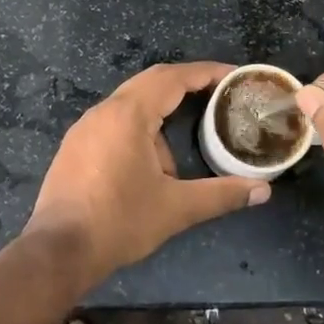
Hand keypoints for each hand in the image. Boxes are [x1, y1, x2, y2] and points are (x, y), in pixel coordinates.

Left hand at [23, 62, 270, 287]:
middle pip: (151, 82)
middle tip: (217, 95)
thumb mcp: (176, 208)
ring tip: (183, 146)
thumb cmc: (119, 222)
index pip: (173, 78)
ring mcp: (85, 127)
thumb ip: (222, 194)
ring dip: (160, 115)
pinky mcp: (75, 146)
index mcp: (128, 114)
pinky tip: (150, 164)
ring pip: (131, 104)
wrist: (58, 251)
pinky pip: (114, 121)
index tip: (232, 75)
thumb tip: (264, 191)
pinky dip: (140, 129)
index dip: (206, 72)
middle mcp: (104, 111)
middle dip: (185, 85)